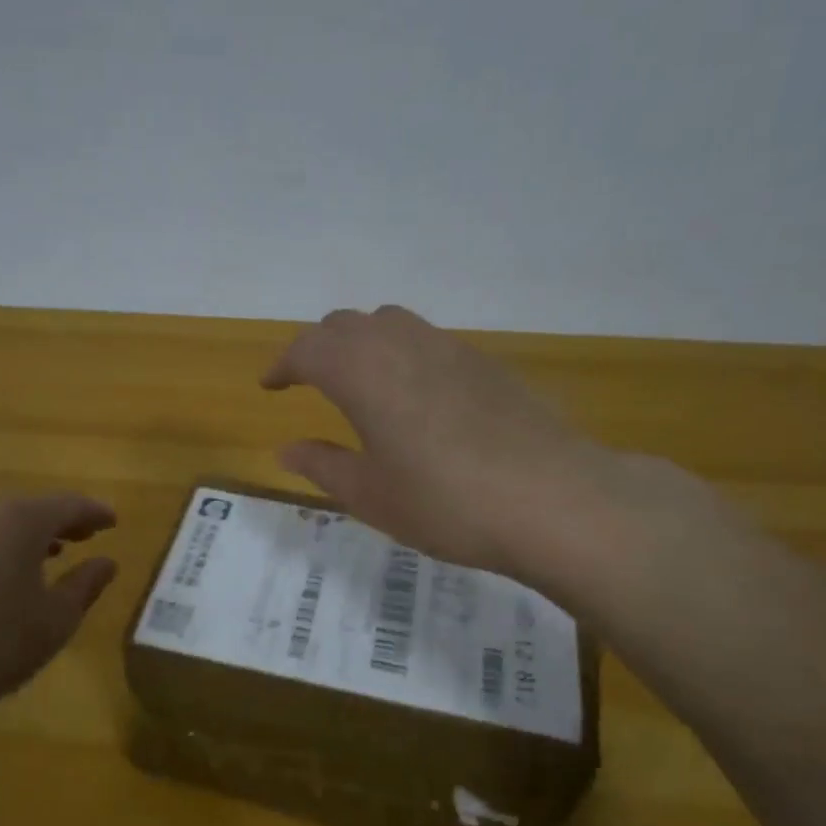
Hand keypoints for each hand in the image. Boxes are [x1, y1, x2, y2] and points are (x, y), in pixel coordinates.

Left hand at [0, 494, 117, 723]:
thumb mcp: (55, 620)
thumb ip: (86, 585)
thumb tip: (106, 562)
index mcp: (20, 521)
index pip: (68, 505)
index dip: (94, 513)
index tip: (111, 522)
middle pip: (27, 509)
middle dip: (56, 522)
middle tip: (80, 538)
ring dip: (19, 535)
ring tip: (39, 557)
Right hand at [263, 306, 640, 597]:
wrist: (555, 500)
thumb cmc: (446, 502)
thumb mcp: (371, 495)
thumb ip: (323, 465)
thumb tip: (287, 450)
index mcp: (362, 372)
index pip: (307, 349)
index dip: (283, 365)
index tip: (270, 386)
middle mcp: (402, 345)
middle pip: (346, 324)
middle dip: (317, 348)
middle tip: (307, 381)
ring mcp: (449, 348)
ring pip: (389, 323)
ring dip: (361, 342)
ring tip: (357, 381)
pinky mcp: (486, 363)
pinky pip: (427, 340)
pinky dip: (401, 353)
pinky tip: (414, 396)